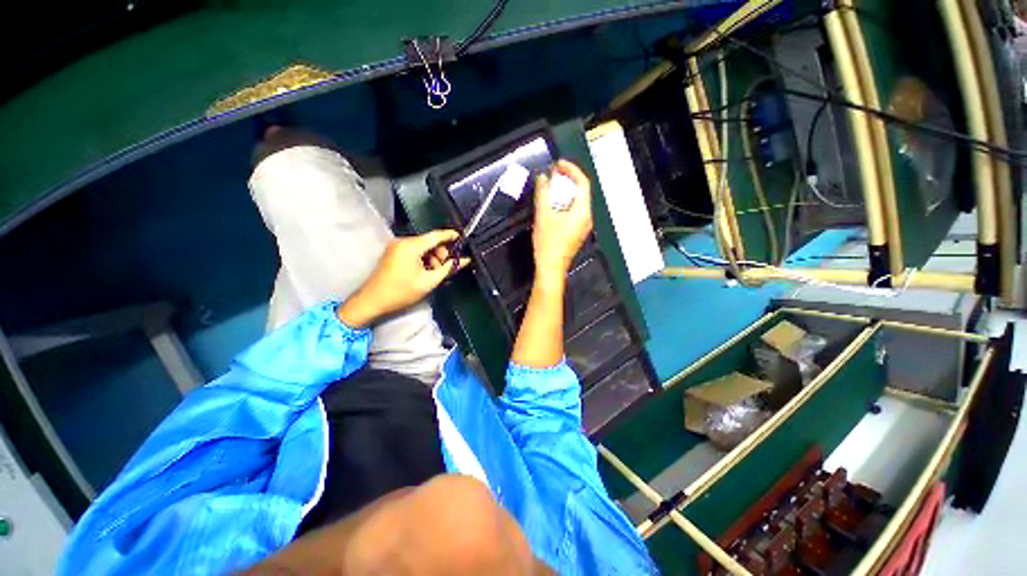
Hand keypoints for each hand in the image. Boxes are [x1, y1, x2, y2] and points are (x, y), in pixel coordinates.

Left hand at [338, 230, 468, 328]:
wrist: (373, 301)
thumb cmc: (402, 291)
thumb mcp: (429, 281)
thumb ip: (448, 268)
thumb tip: (464, 261)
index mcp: (411, 246)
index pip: (436, 235)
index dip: (450, 236)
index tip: (462, 238)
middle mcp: (403, 241)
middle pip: (429, 241)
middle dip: (441, 252)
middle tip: (447, 267)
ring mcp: (397, 246)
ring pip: (423, 247)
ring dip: (433, 257)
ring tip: (436, 272)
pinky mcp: (394, 253)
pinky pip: (414, 251)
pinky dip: (423, 258)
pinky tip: (427, 270)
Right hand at [531, 160, 592, 282]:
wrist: (551, 268)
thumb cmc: (548, 243)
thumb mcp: (543, 215)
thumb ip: (543, 193)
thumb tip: (543, 178)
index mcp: (582, 211)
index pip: (582, 183)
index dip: (571, 169)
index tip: (557, 164)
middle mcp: (587, 217)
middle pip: (581, 191)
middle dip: (567, 180)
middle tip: (553, 174)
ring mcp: (583, 226)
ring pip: (577, 202)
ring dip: (565, 192)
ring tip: (551, 187)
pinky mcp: (577, 232)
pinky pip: (574, 211)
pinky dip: (565, 203)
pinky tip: (553, 204)